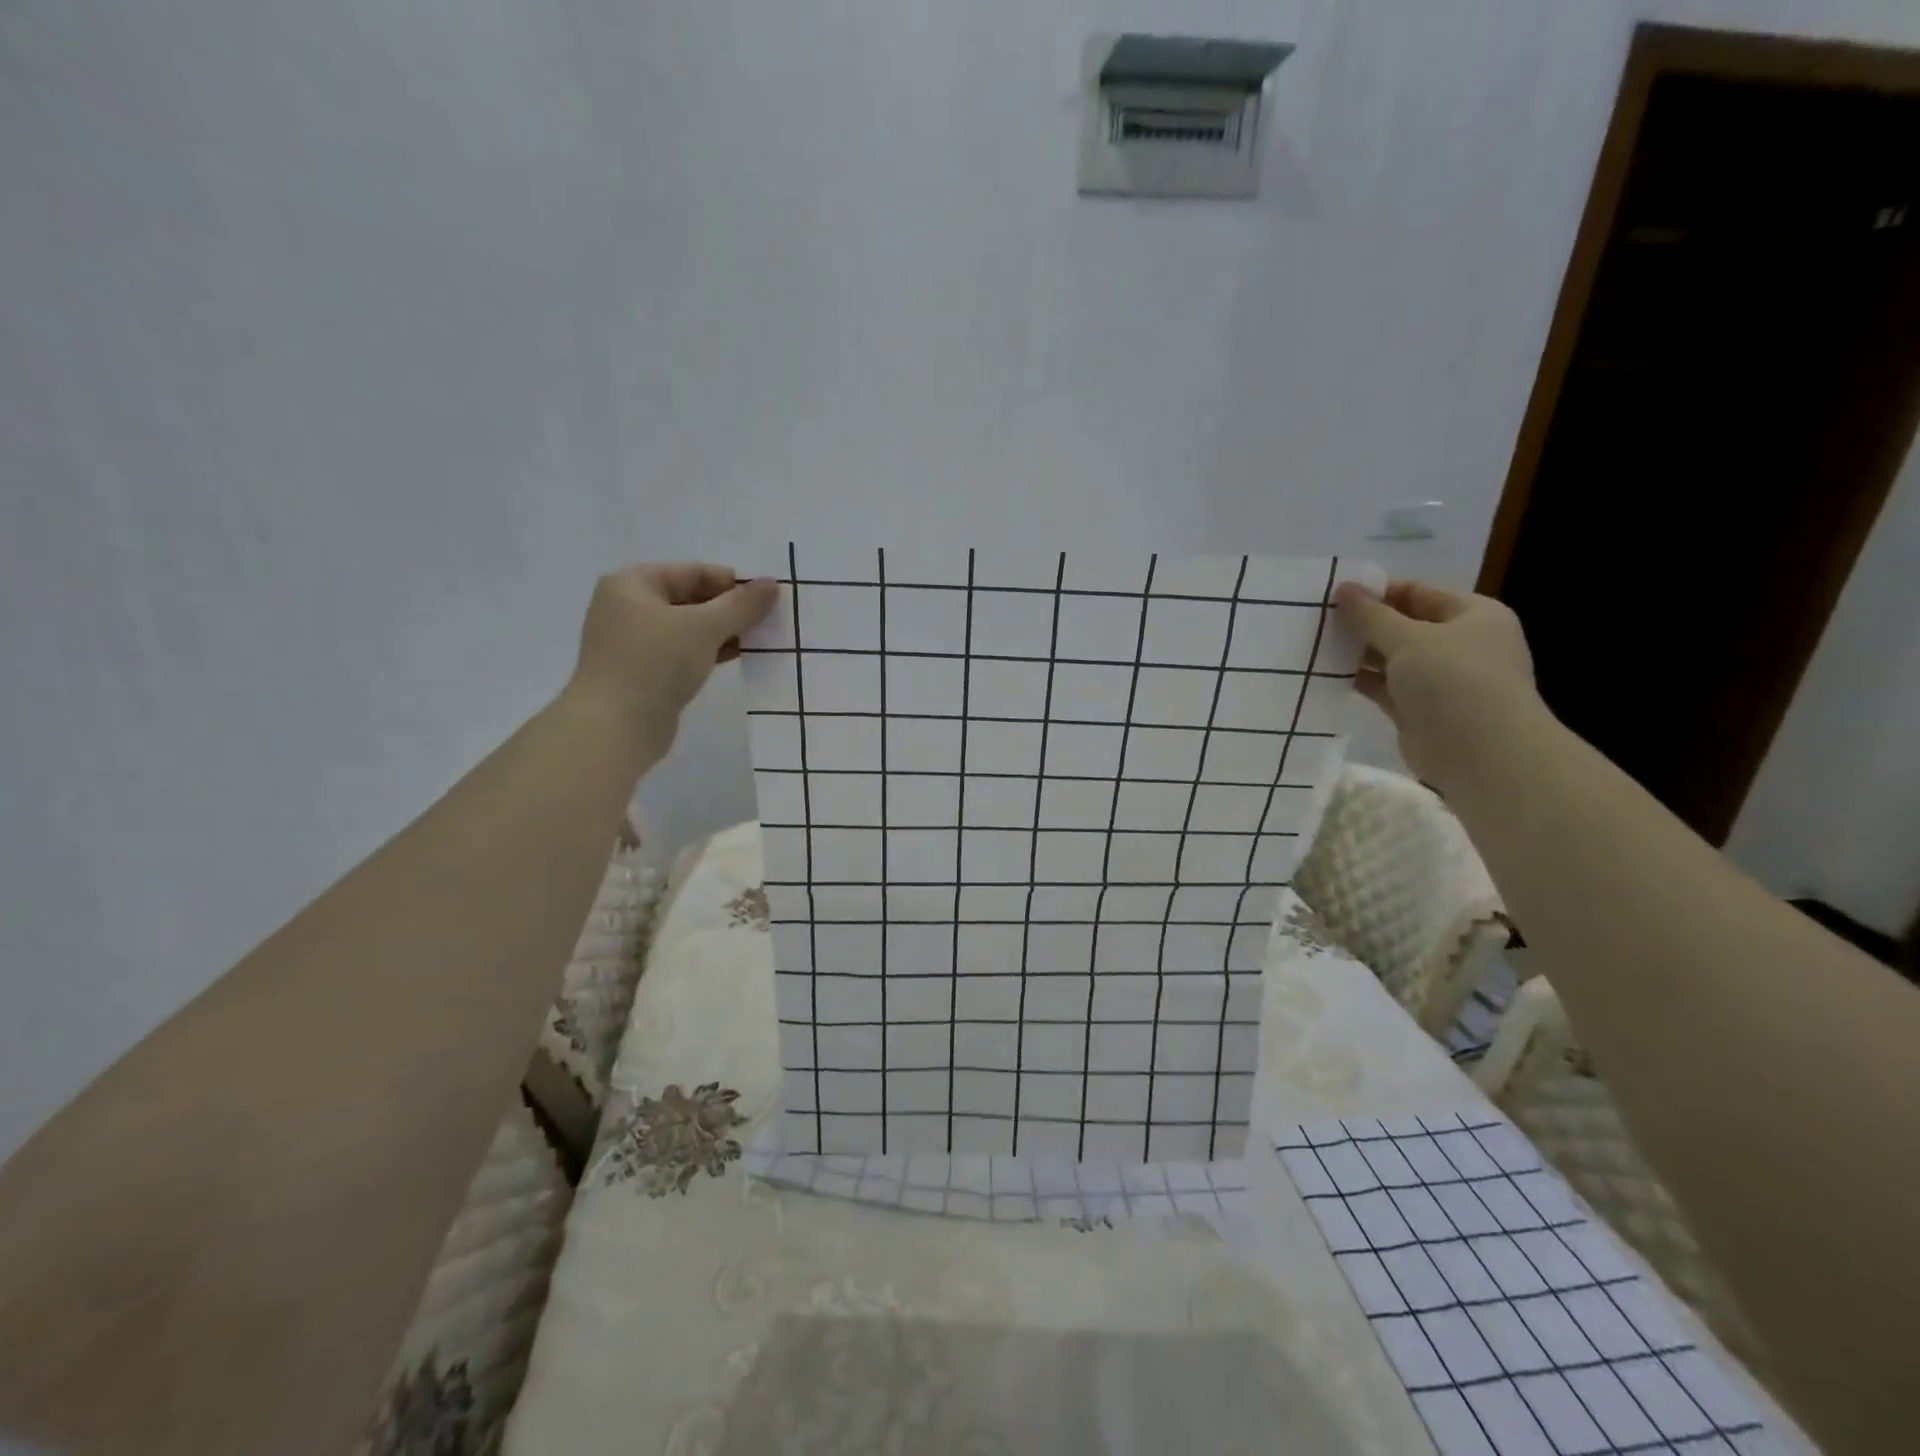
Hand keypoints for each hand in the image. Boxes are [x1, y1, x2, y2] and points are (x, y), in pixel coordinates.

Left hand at [565, 563, 778, 757]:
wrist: (615, 727)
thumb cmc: (655, 663)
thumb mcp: (704, 627)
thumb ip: (741, 605)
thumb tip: (771, 583)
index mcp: (632, 584)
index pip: (691, 572)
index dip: (731, 583)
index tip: (767, 598)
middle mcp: (628, 607)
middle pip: (689, 598)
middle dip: (728, 609)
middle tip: (767, 620)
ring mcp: (633, 642)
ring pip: (688, 628)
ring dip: (722, 632)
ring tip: (758, 639)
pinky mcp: (643, 672)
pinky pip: (682, 652)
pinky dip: (708, 652)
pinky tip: (737, 658)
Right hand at [1334, 579, 1540, 788]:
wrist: (1481, 754)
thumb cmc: (1454, 680)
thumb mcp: (1409, 638)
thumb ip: (1371, 615)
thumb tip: (1343, 588)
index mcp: (1473, 615)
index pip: (1418, 592)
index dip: (1377, 591)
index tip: (1333, 595)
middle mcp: (1459, 644)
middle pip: (1403, 625)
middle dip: (1363, 624)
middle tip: (1317, 621)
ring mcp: (1440, 679)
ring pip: (1391, 658)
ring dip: (1358, 653)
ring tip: (1314, 646)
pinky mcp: (1419, 710)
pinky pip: (1384, 687)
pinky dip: (1360, 681)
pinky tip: (1327, 675)